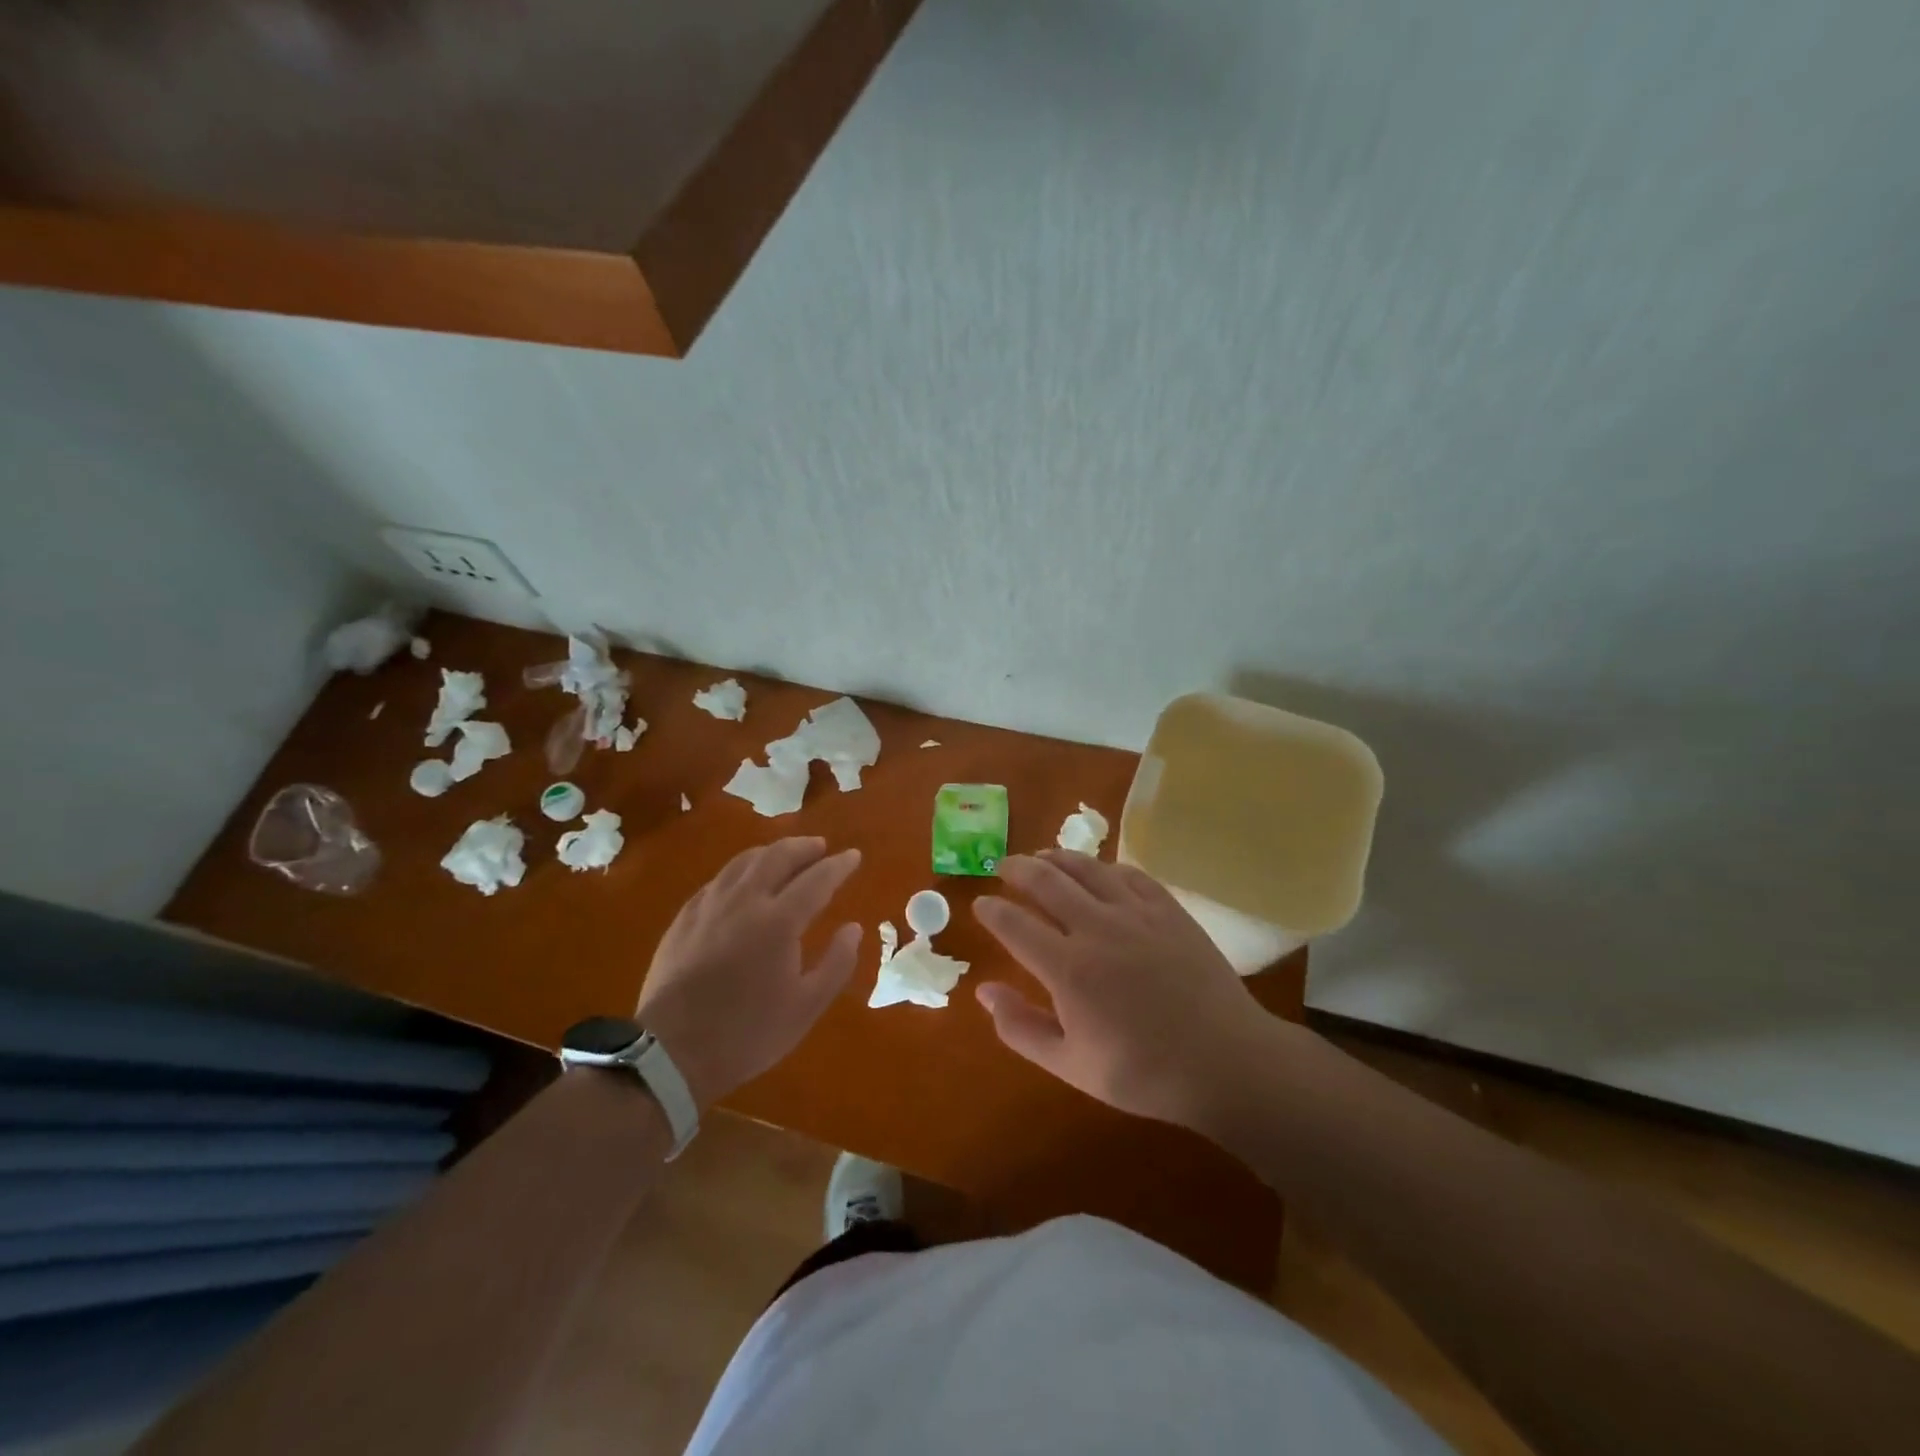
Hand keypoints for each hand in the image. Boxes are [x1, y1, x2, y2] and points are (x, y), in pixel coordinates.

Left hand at [637, 837, 861, 1110]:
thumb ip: (836, 963)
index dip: (838, 865)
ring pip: (744, 862)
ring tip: (786, 855)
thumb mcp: (806, 1007)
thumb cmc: (747, 1033)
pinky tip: (743, 881)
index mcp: (779, 921)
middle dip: (804, 847)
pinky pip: (719, 880)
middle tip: (821, 847)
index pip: (817, 879)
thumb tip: (853, 928)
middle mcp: (744, 901)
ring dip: (771, 852)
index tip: (853, 856)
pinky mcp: (684, 918)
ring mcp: (709, 905)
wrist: (671, 1052)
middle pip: (778, 857)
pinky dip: (741, 870)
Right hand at [973, 851, 1288, 1127]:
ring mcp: (1136, 912)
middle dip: (1018, 868)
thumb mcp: (1071, 1066)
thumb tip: (984, 991)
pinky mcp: (1168, 909)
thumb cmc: (1144, 1072)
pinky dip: (1104, 867)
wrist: (1225, 1061)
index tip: (981, 904)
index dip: (992, 910)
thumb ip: (1021, 1028)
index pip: (1014, 924)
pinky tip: (1098, 871)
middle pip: (1046, 881)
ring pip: (1086, 868)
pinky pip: (1128, 874)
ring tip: (1042, 856)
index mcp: (1067, 968)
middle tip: (1004, 866)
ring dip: (1056, 857)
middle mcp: (1096, 928)